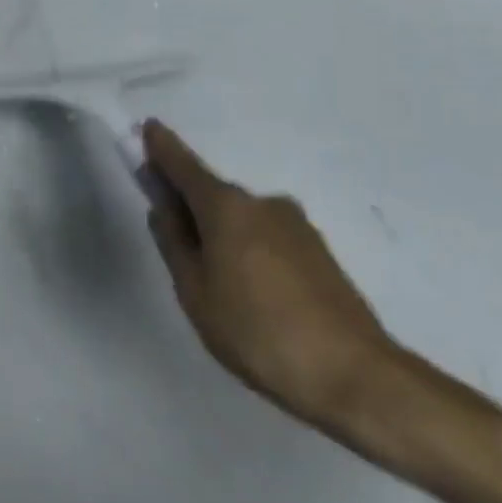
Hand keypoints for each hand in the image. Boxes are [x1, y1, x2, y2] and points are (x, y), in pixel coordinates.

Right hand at [141, 121, 399, 432]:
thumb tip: (164, 208)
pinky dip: (247, 249)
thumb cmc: (256, 331)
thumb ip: (174, 243)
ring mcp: (296, 226)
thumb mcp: (195, 292)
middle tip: (173, 242)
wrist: (353, 375)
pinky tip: (250, 292)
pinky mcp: (318, 252)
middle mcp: (263, 204)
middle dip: (190, 206)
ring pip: (242, 220)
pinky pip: (266, 237)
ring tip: (216, 285)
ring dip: (221, 233)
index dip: (163, 149)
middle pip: (214, 195)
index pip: (185, 167)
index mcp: (228, 208)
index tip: (148, 128)